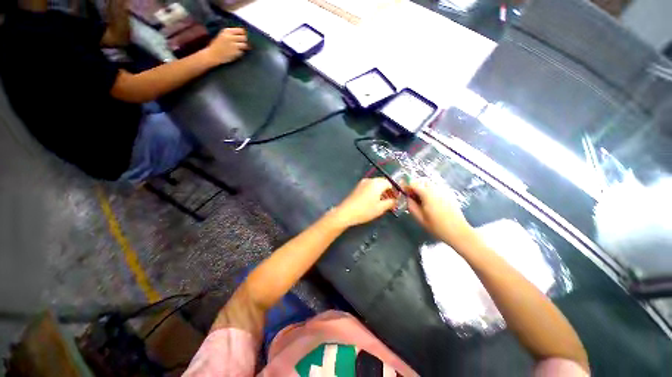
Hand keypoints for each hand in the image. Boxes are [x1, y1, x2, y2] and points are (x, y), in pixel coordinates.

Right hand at [204, 28, 248, 65]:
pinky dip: (240, 52)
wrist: (213, 54)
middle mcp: (230, 37)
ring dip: (243, 47)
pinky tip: (235, 53)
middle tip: (241, 43)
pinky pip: (242, 52)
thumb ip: (232, 34)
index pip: (241, 30)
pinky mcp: (235, 52)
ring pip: (245, 45)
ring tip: (238, 48)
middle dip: (244, 41)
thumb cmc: (218, 45)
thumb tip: (244, 34)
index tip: (243, 37)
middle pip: (244, 37)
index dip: (244, 34)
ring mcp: (233, 45)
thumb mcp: (223, 35)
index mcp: (227, 31)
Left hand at [332, 178, 397, 227]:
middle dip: (389, 191)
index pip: (390, 183)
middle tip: (392, 201)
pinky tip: (375, 201)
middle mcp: (370, 180)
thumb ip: (391, 202)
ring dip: (382, 192)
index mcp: (377, 183)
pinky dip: (374, 192)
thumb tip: (396, 200)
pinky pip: (370, 187)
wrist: (346, 212)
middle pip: (383, 182)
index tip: (398, 199)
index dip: (395, 191)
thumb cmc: (365, 210)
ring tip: (384, 203)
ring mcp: (362, 183)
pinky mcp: (358, 187)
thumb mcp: (381, 208)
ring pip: (376, 185)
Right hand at [406, 179, 473, 245]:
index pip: (413, 183)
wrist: (459, 232)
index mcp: (427, 194)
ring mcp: (444, 191)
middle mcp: (436, 189)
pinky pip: (436, 189)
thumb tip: (407, 197)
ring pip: (429, 185)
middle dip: (415, 187)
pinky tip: (431, 203)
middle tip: (412, 198)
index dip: (406, 187)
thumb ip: (411, 205)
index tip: (404, 194)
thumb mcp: (420, 218)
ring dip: (422, 189)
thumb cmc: (437, 227)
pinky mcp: (449, 194)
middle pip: (422, 181)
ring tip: (422, 201)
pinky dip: (430, 192)